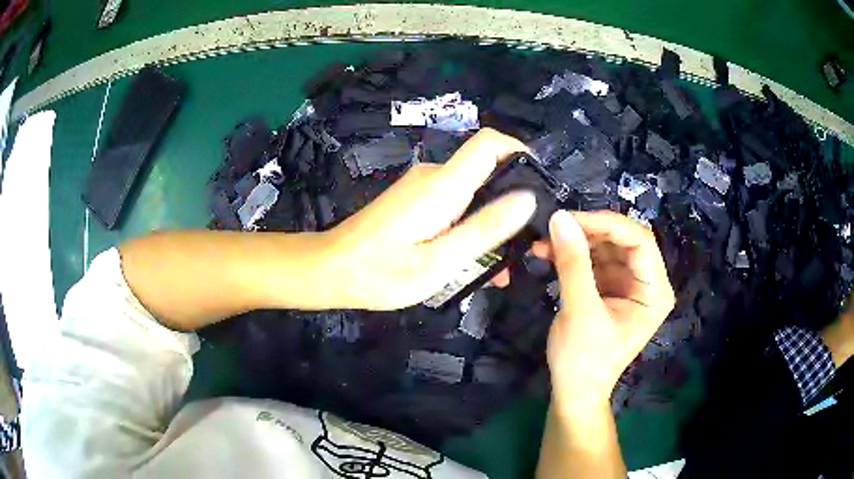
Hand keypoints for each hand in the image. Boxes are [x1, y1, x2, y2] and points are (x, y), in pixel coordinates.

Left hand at [320, 129, 536, 309]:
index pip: (490, 143)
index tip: (542, 184)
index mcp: (443, 185)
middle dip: (511, 203)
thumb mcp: (439, 261)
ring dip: (490, 224)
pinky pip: (453, 206)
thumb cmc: (381, 273)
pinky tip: (472, 262)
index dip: (520, 151)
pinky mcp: (414, 202)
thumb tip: (528, 198)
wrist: (330, 271)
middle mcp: (434, 177)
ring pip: (471, 194)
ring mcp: (422, 188)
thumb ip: (485, 229)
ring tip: (500, 268)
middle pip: (486, 171)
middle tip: (525, 246)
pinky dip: (470, 228)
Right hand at [533, 210, 674, 410]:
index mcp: (655, 291)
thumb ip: (573, 263)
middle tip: (553, 228)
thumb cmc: (583, 361)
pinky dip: (572, 255)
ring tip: (543, 242)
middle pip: (622, 240)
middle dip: (588, 232)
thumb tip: (559, 217)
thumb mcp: (580, 311)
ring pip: (605, 246)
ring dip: (576, 241)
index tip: (569, 219)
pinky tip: (548, 253)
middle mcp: (646, 282)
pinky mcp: (609, 288)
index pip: (639, 240)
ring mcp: (628, 285)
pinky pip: (593, 260)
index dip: (607, 224)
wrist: (573, 393)